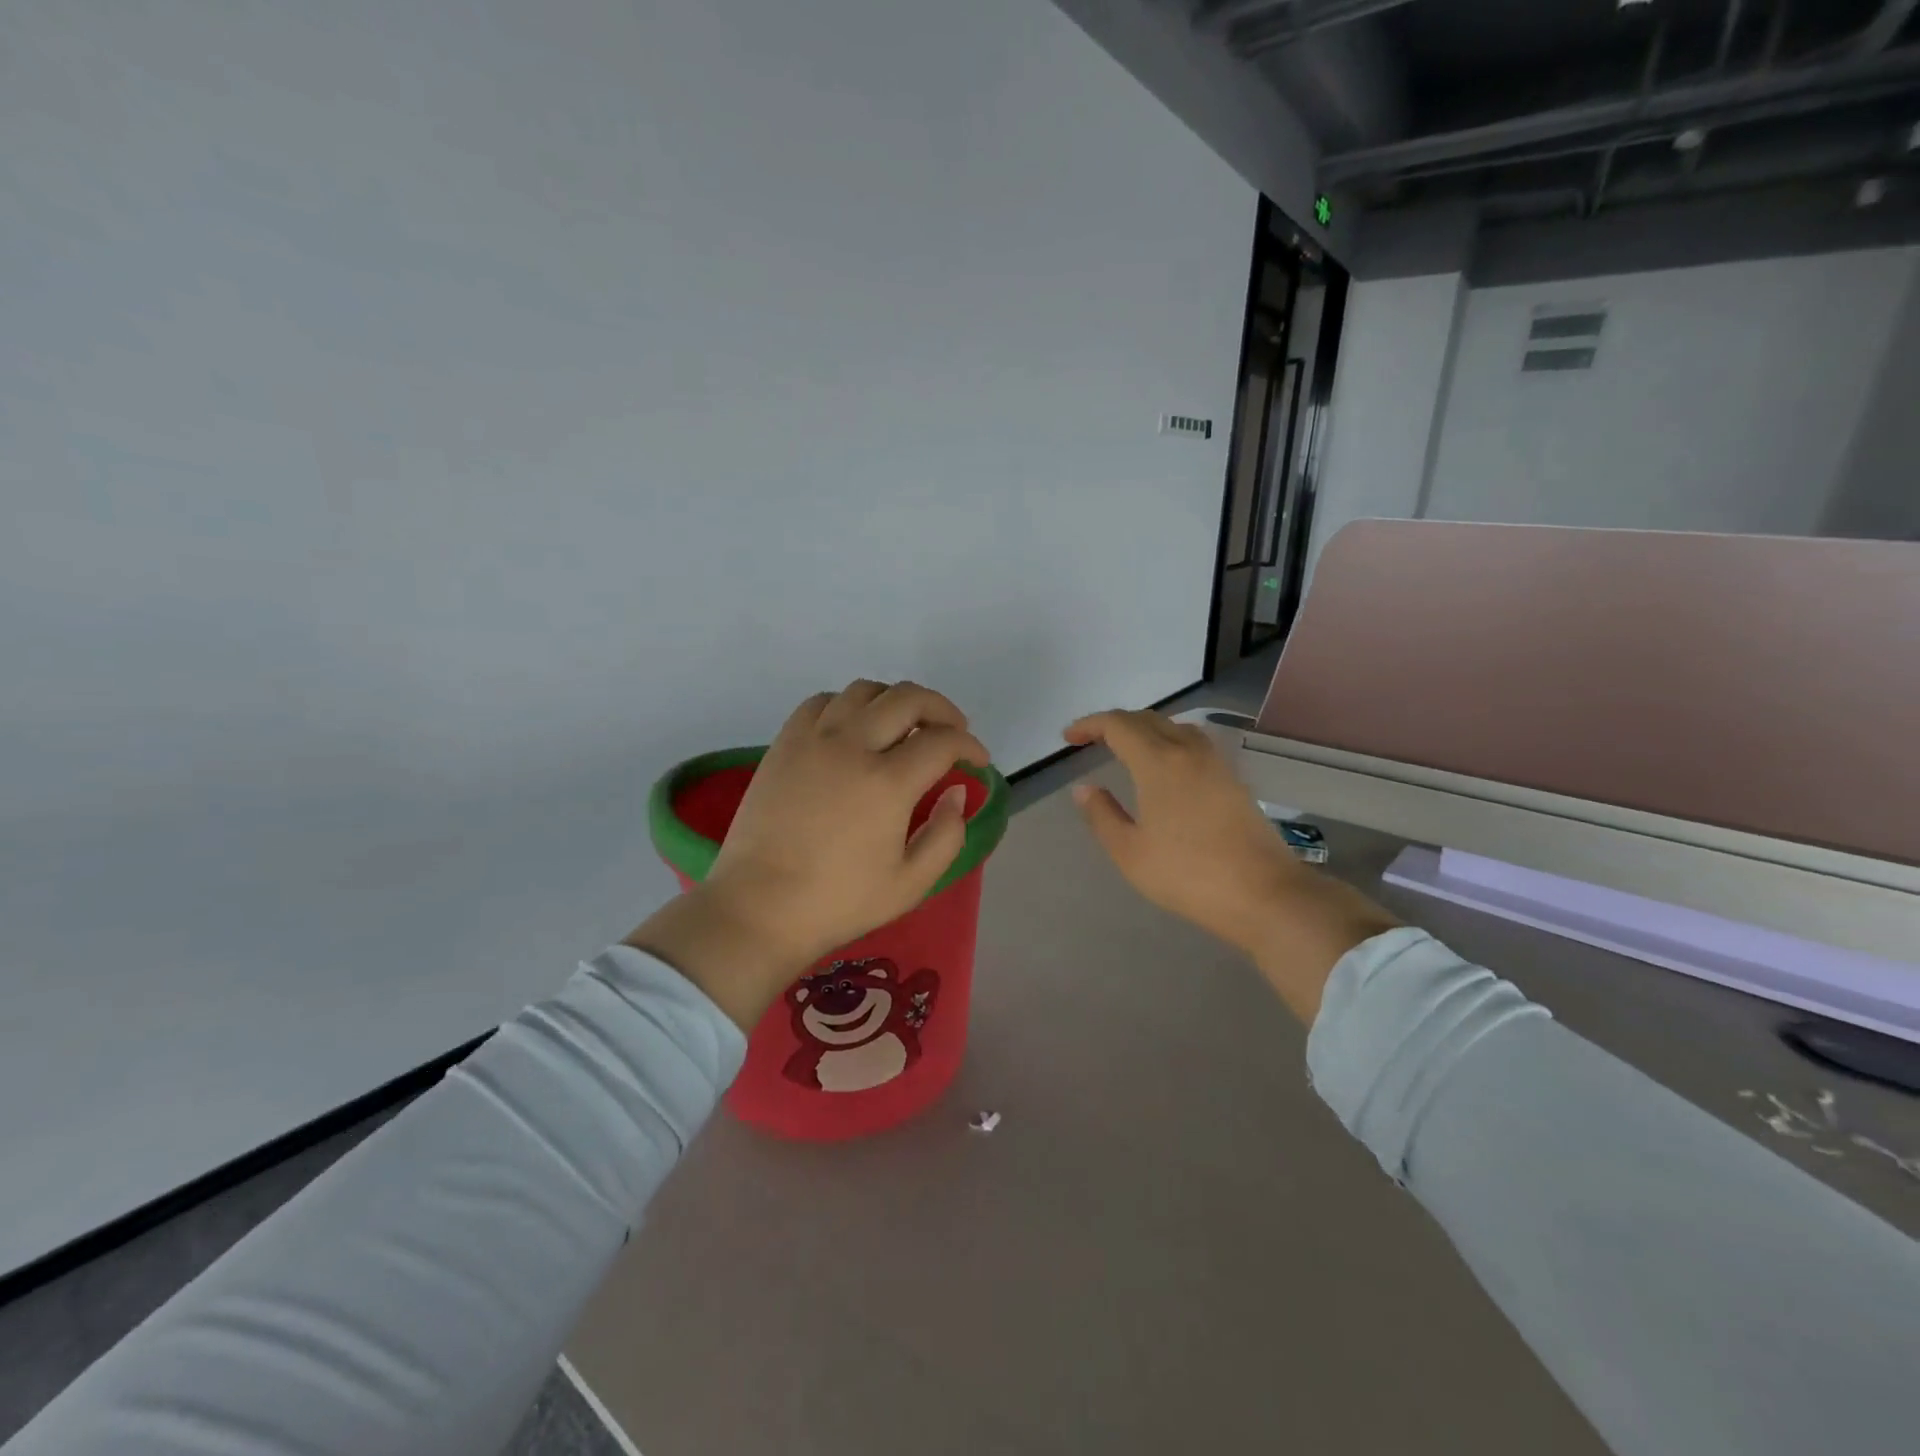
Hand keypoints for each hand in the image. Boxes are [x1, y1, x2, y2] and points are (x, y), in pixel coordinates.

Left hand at [629, 681, 987, 1029]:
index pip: (942, 741)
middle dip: (942, 709)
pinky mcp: (784, 743)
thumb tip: (956, 792)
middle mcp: (852, 746)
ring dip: (895, 701)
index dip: (970, 746)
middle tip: (952, 732)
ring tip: (905, 726)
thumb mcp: (910, 884)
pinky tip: (854, 729)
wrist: (759, 907)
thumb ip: (946, 835)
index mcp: (887, 782)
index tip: (977, 761)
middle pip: (908, 698)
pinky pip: (822, 701)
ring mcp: (813, 739)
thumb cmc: (838, 902)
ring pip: (864, 691)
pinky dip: (849, 705)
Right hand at [1063, 710, 1397, 1021]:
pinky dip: (1168, 742)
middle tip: (1090, 741)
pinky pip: (1193, 743)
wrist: (1264, 894)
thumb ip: (1102, 815)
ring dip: (1144, 730)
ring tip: (1125, 750)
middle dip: (1114, 724)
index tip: (1068, 738)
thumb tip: (1084, 789)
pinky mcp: (1233, 779)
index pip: (1118, 725)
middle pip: (1146, 720)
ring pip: (1174, 727)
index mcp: (1159, 762)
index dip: (1090, 725)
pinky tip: (1165, 768)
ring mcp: (1216, 763)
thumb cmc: (1188, 874)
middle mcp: (1188, 751)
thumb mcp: (1130, 852)